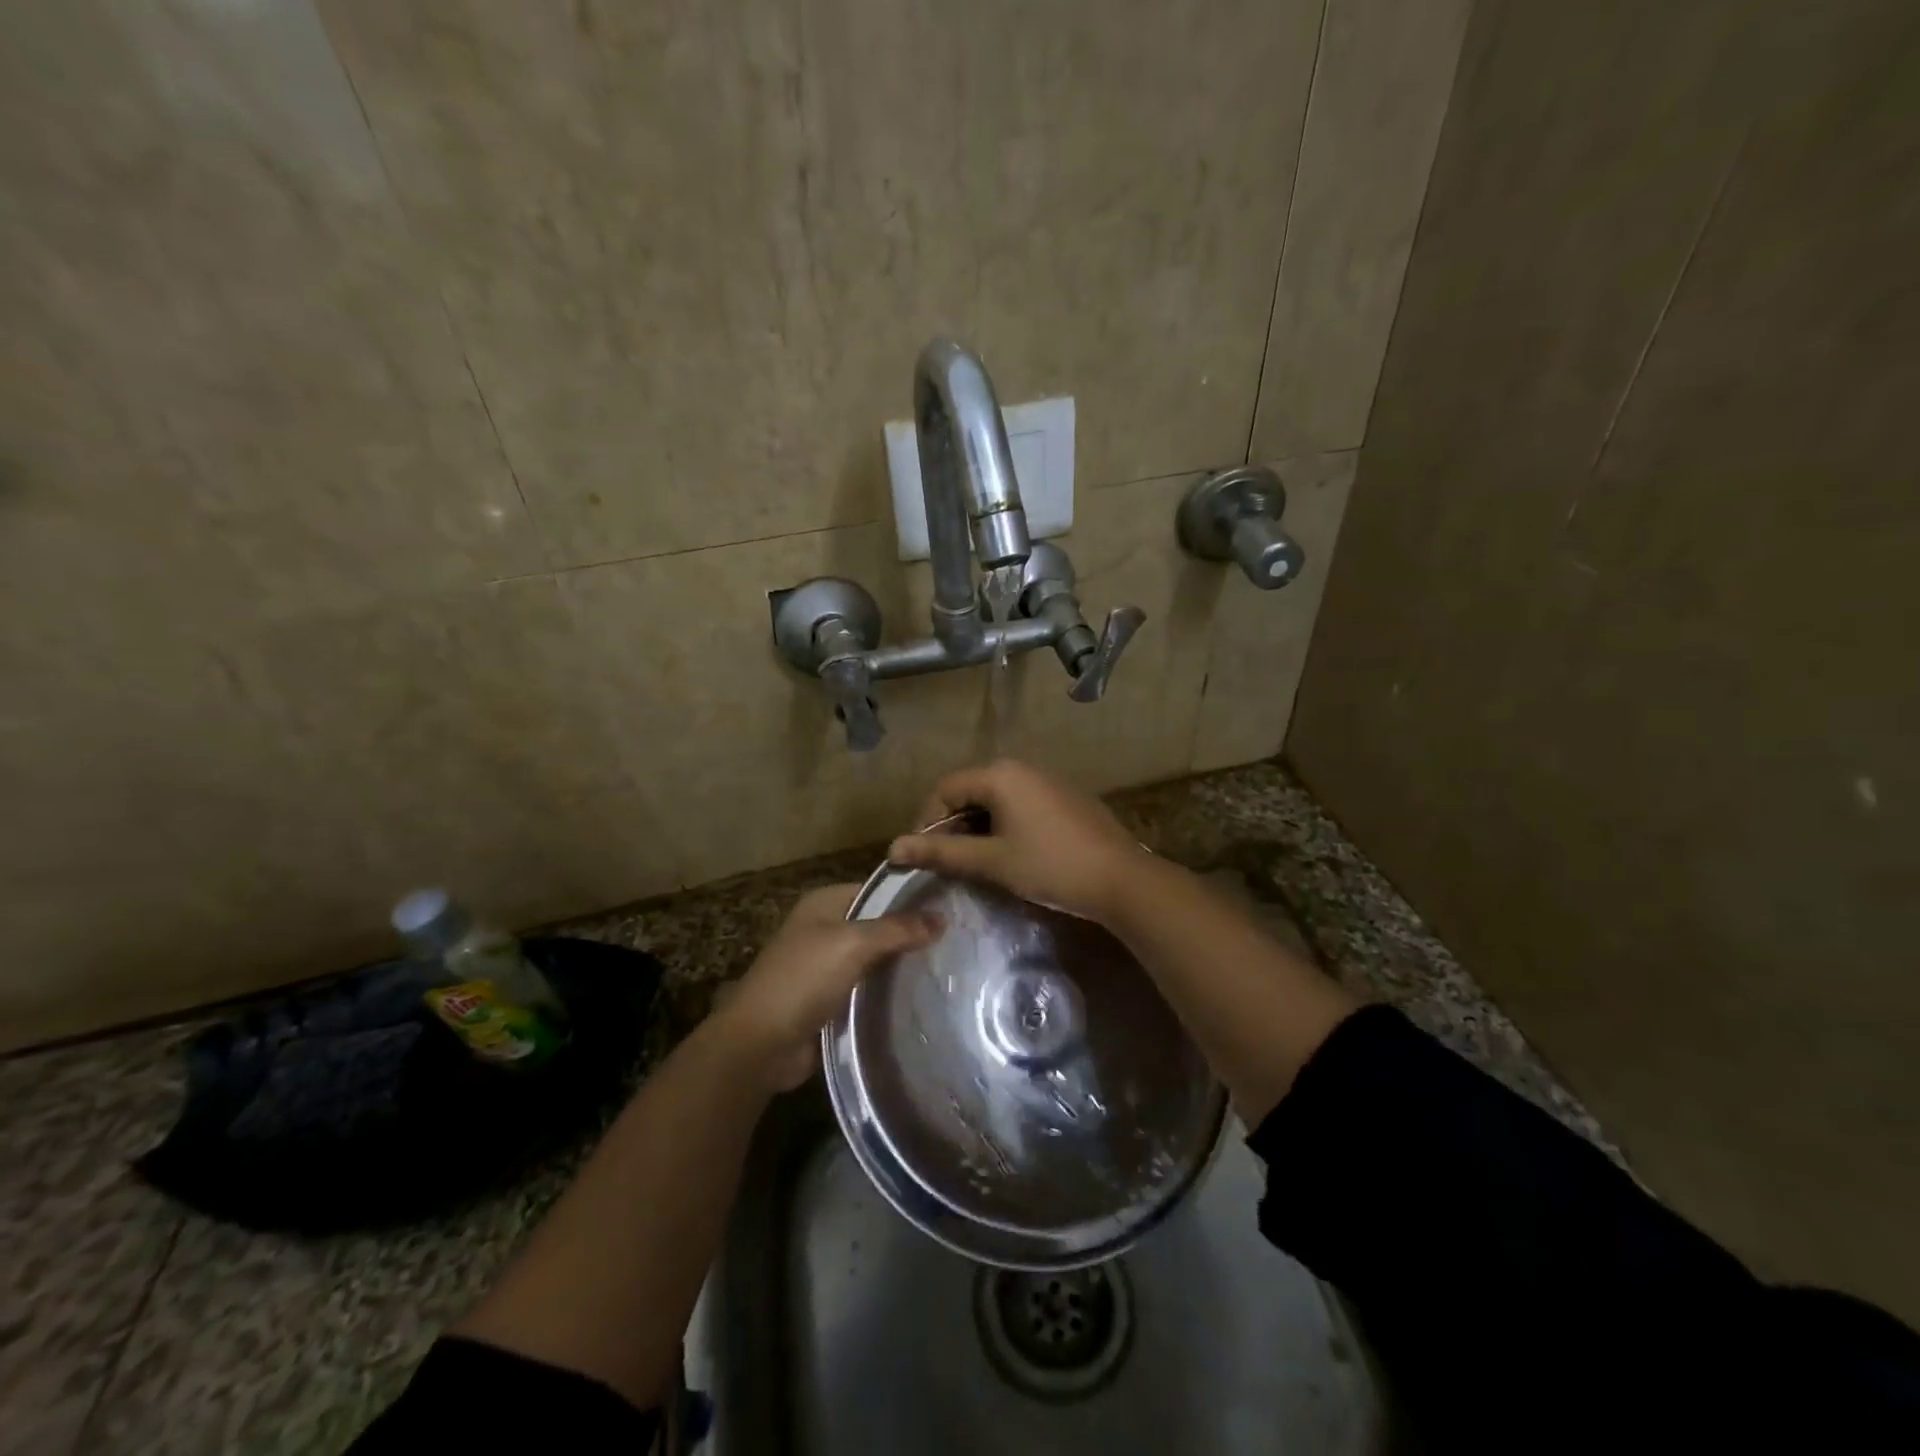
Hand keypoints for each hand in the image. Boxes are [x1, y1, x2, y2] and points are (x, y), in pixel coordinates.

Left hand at [709, 884, 939, 1091]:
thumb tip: (942, 917)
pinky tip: (924, 993)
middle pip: (878, 924)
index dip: (910, 896)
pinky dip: (890, 991)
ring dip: (902, 964)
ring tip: (951, 965)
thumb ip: (898, 929)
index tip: (951, 905)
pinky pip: (869, 988)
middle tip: (959, 938)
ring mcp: (827, 966)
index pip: (877, 890)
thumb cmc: (804, 979)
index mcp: (824, 903)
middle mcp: (825, 929)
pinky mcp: (832, 999)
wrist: (761, 1044)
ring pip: (876, 958)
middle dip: (911, 932)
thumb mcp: (853, 944)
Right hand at [885, 760, 1148, 923]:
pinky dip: (1004, 826)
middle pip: (970, 791)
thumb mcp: (991, 861)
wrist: (1122, 880)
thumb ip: (941, 853)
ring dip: (978, 828)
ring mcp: (1047, 781)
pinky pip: (1020, 804)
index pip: (945, 789)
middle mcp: (1022, 768)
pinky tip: (1010, 855)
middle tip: (947, 863)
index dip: (926, 822)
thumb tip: (893, 849)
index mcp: (1000, 775)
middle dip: (953, 826)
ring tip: (976, 863)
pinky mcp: (1065, 797)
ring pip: (996, 800)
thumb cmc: (1050, 866)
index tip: (922, 857)